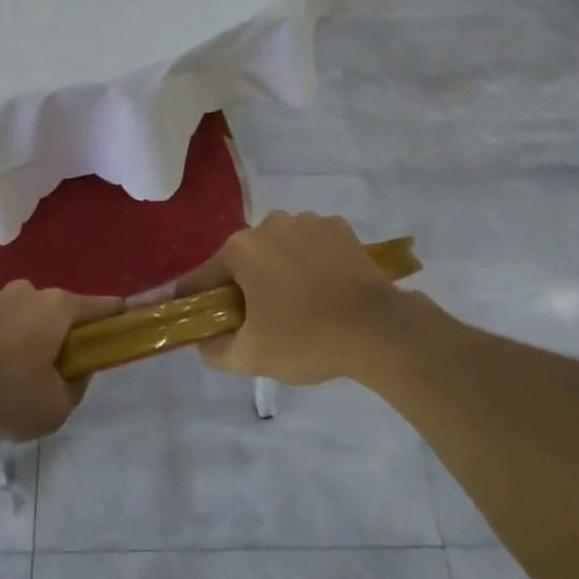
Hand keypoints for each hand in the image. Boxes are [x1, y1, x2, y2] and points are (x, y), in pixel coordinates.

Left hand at [0, 281, 122, 441]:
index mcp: (58, 307)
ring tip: (11, 379)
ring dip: (26, 340)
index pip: (101, 306)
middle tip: (54, 375)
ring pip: (24, 317)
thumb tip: (75, 373)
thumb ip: (75, 389)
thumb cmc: (3, 392)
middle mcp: (29, 291)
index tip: (117, 337)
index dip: (114, 321)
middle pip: (59, 312)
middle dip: (61, 338)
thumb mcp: (54, 409)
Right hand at [176, 212, 403, 385]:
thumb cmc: (307, 339)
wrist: (378, 330)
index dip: (199, 300)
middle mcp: (269, 224)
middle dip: (246, 285)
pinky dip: (312, 261)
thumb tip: (203, 340)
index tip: (204, 319)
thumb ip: (214, 349)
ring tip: (301, 304)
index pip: (204, 276)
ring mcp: (306, 221)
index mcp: (241, 249)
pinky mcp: (338, 227)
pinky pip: (312, 244)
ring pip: (279, 249)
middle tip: (263, 320)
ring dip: (281, 270)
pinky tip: (327, 288)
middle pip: (244, 259)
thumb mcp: (251, 357)